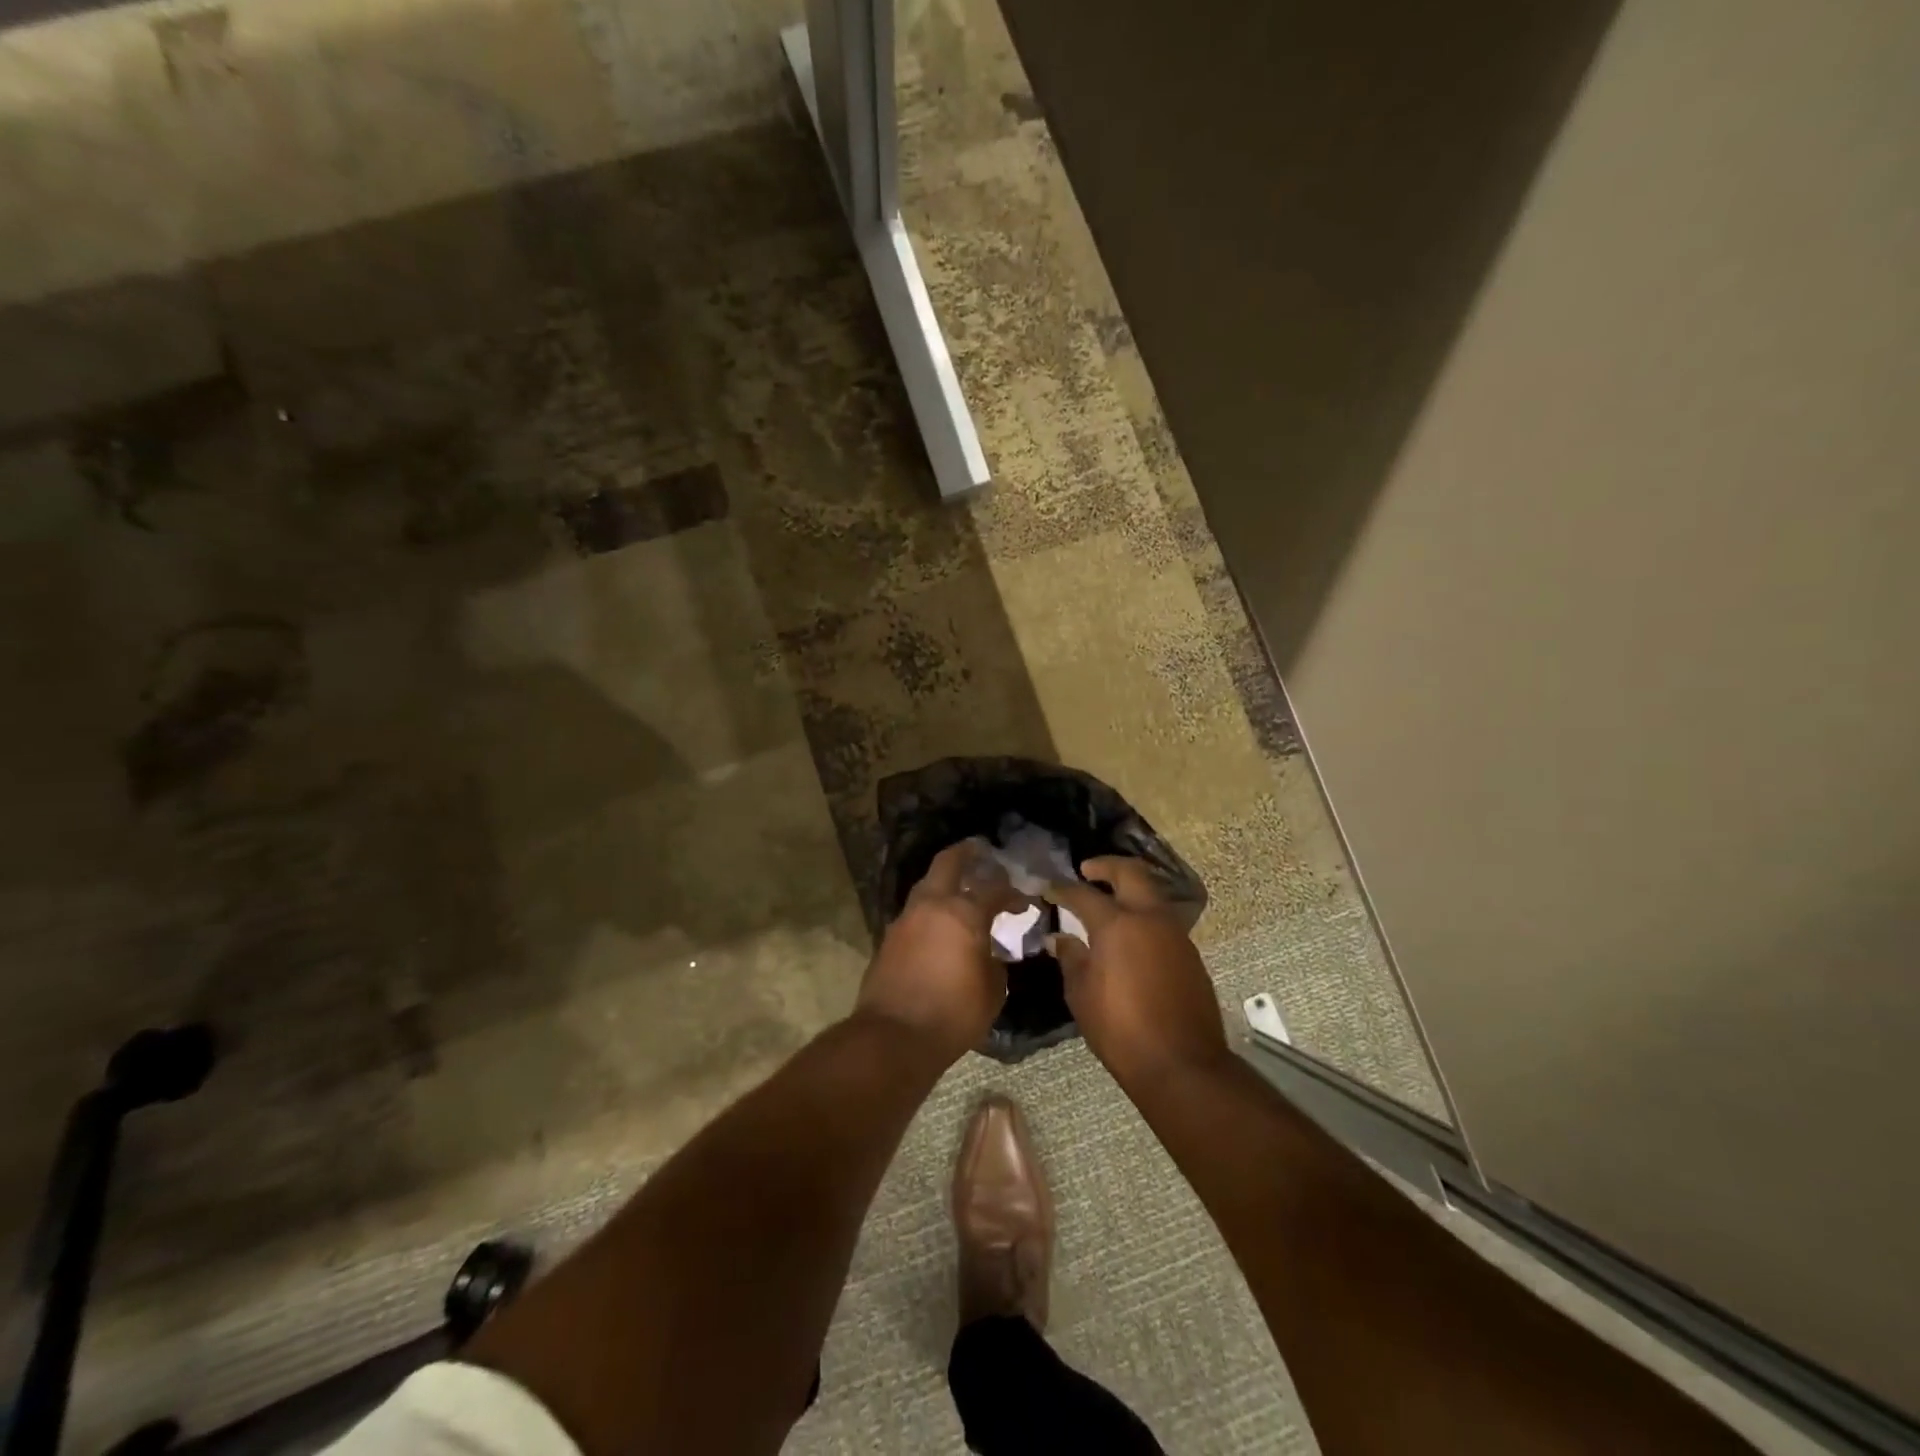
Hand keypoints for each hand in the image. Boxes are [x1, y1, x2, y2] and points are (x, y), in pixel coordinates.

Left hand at [856, 839, 1024, 1065]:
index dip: (1012, 891)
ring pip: (927, 886)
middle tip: (982, 851)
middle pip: (948, 863)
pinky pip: (916, 912)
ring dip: (945, 882)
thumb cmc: (953, 1014)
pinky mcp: (890, 938)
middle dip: (967, 854)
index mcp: (963, 913)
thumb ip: (994, 961)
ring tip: (962, 890)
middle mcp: (932, 906)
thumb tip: (990, 951)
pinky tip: (941, 924)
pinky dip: (931, 910)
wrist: (894, 1036)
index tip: (1024, 900)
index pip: (994, 888)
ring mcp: (906, 919)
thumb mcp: (992, 990)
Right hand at [1045, 856, 1228, 1086]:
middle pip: (1131, 873)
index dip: (1063, 889)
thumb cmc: (1120, 1030)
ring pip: (1152, 894)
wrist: (1182, 1064)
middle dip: (1107, 866)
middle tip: (1088, 871)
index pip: (1084, 895)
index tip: (1049, 889)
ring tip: (1109, 901)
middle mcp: (1149, 919)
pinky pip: (1163, 921)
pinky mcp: (1190, 954)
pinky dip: (1144, 915)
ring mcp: (1175, 934)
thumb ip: (1071, 959)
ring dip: (1130, 889)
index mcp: (1117, 924)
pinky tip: (1130, 936)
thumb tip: (1061, 939)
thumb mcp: (1082, 995)